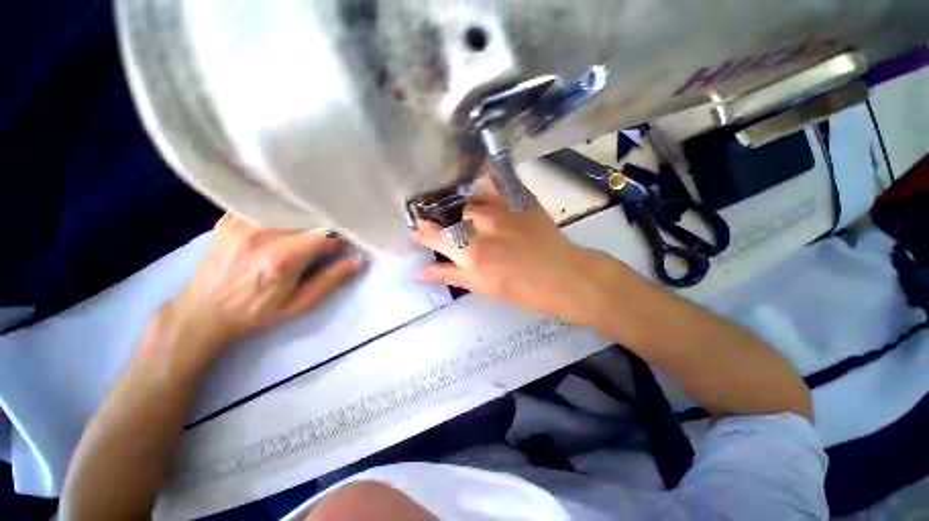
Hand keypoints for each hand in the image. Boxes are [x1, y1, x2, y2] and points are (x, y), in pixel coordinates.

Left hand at [159, 214, 364, 361]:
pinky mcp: (229, 218)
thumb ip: (332, 280)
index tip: (346, 242)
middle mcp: (263, 233)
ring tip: (306, 227)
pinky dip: (279, 210)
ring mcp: (242, 222)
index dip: (342, 235)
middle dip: (324, 222)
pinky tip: (282, 221)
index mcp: (284, 257)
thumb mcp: (300, 303)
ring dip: (303, 215)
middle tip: (328, 234)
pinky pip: (264, 205)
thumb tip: (360, 260)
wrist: (202, 311)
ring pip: (287, 206)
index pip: (327, 232)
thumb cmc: (257, 311)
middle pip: (308, 215)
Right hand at [411, 188, 616, 327]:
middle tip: (447, 222)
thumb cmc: (518, 289)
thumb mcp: (479, 286)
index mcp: (468, 252)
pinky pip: (498, 182)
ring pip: (471, 199)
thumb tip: (419, 272)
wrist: (560, 276)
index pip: (434, 236)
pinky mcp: (519, 199)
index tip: (416, 227)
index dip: (422, 232)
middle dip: (445, 218)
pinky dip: (488, 180)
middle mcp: (479, 226)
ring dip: (465, 204)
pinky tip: (484, 177)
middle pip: (451, 215)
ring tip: (467, 209)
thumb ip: (448, 275)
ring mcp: (500, 209)